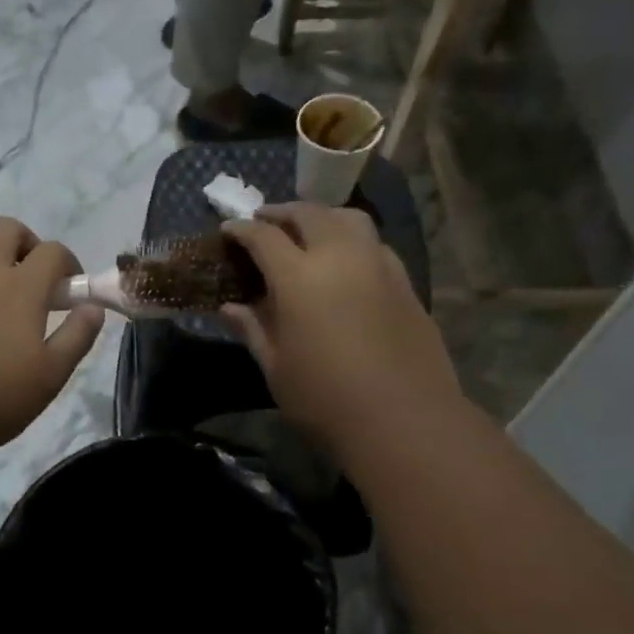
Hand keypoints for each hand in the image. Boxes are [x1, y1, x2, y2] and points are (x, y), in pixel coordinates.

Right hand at [221, 204, 457, 451]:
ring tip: (308, 231)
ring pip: (348, 219)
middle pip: (309, 214)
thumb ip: (252, 329)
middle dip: (282, 213)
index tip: (229, 229)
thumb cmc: (326, 399)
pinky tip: (346, 262)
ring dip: (322, 217)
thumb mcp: (276, 367)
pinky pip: (373, 243)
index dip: (242, 230)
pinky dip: (352, 239)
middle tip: (265, 222)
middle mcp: (340, 256)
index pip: (263, 237)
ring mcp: (378, 265)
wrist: (405, 420)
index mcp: (299, 277)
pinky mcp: (405, 282)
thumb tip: (229, 307)